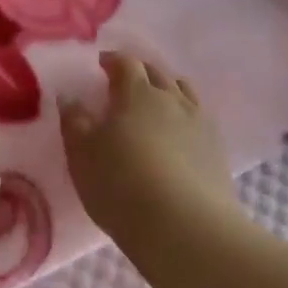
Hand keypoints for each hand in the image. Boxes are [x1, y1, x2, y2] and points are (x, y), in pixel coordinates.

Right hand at [59, 51, 247, 246]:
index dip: (112, 61)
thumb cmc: (121, 185)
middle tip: (124, 82)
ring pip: (184, 92)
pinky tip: (178, 134)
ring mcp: (200, 123)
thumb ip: (74, 121)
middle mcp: (172, 99)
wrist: (186, 227)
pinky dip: (185, 116)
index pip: (126, 63)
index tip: (101, 65)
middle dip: (140, 72)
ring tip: (155, 103)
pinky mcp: (217, 150)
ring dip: (167, 90)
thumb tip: (70, 96)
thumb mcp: (82, 154)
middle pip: (158, 73)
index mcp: (137, 94)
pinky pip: (199, 118)